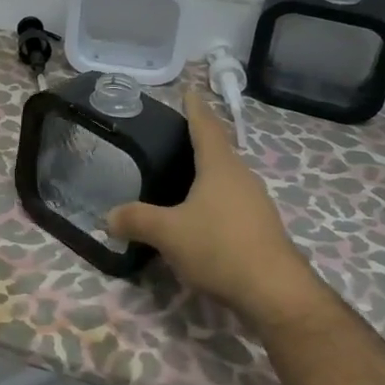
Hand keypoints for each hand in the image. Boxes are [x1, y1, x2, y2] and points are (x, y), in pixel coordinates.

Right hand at [108, 90, 313, 320]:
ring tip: (179, 177)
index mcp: (220, 167)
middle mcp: (241, 178)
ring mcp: (255, 204)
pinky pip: (231, 203)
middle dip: (197, 141)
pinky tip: (197, 217)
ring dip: (205, 174)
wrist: (276, 294)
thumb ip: (136, 220)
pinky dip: (212, 201)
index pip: (205, 126)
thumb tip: (108, 217)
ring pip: (225, 179)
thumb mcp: (168, 233)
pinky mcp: (261, 229)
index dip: (194, 108)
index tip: (188, 91)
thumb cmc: (220, 248)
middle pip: (218, 151)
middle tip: (171, 137)